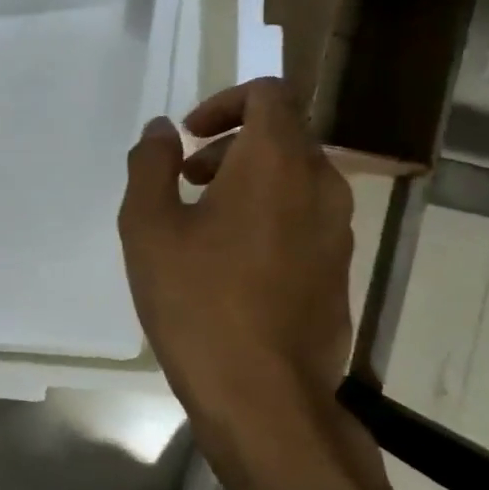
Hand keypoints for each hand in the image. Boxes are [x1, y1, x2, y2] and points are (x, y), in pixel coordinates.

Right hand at [118, 78, 353, 452]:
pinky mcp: (339, 269)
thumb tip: (163, 130)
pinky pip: (306, 218)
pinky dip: (272, 215)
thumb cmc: (198, 303)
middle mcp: (320, 184)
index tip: (191, 138)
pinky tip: (234, 265)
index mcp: (277, 162)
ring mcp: (338, 230)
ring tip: (205, 224)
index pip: (269, 93)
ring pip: (297, 177)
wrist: (264, 397)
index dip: (225, 101)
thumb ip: (151, 165)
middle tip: (188, 182)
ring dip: (250, 181)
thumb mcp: (149, 228)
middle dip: (232, 145)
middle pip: (283, 134)